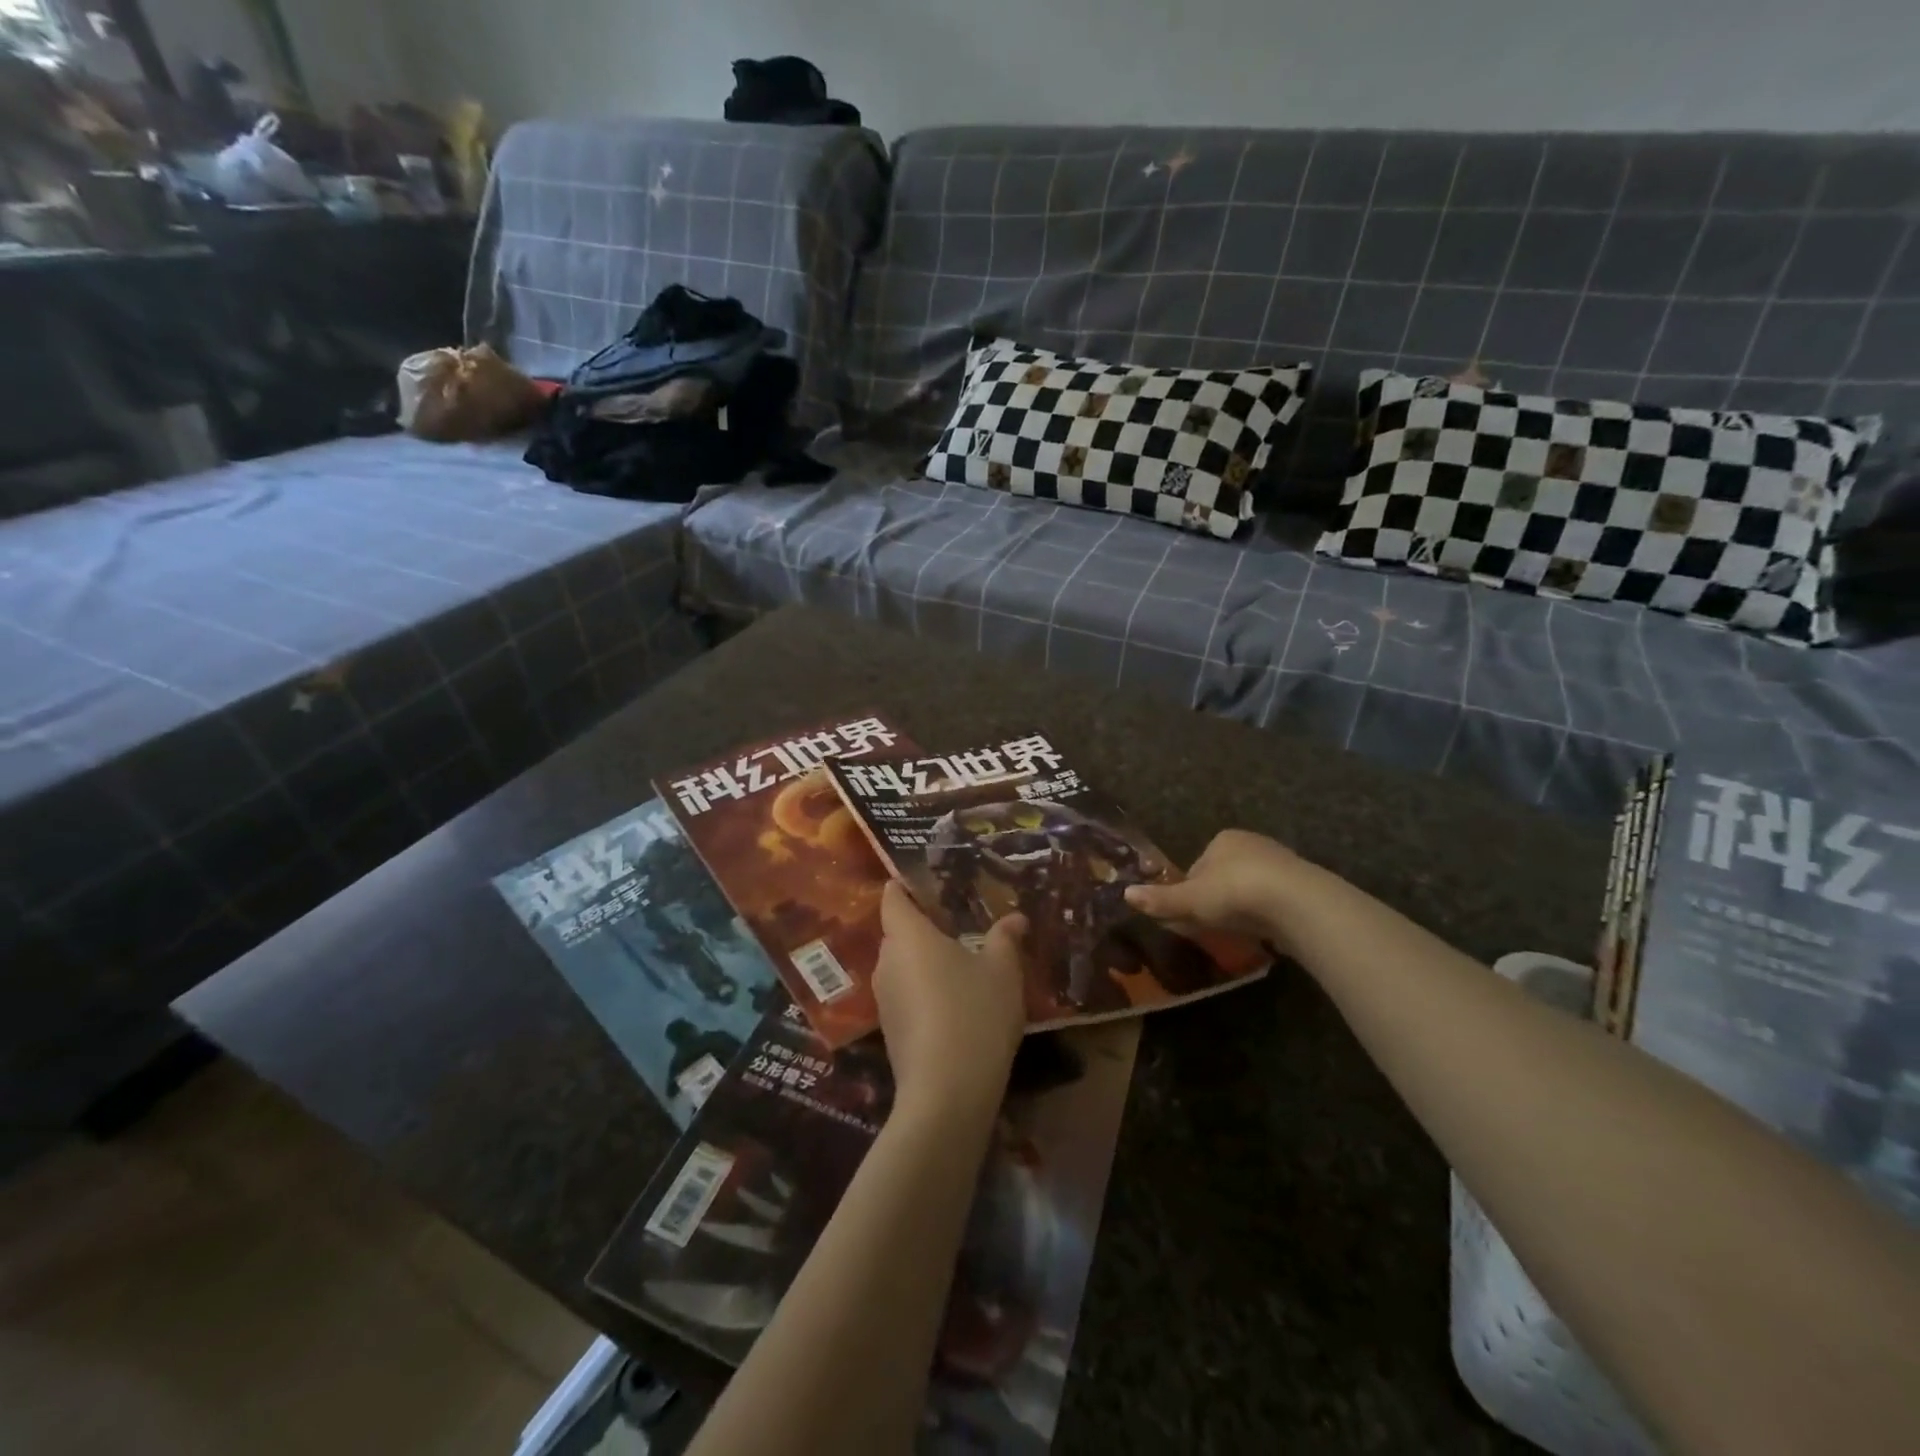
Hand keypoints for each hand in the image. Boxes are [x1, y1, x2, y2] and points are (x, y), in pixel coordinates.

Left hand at [873, 880, 1025, 1122]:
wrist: (947, 1093)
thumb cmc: (975, 1014)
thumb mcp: (1003, 971)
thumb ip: (1006, 938)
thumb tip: (1016, 917)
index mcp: (908, 935)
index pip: (893, 897)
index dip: (905, 886)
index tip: (929, 885)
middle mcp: (887, 961)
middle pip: (898, 932)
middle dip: (924, 927)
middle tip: (960, 926)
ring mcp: (884, 998)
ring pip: (902, 965)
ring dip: (925, 962)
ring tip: (961, 965)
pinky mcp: (890, 1030)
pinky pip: (905, 994)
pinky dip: (924, 991)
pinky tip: (954, 1004)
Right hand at [1124, 828, 1323, 954]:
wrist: (1297, 903)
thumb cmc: (1235, 893)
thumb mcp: (1190, 900)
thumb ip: (1160, 899)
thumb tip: (1125, 894)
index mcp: (1223, 839)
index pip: (1197, 866)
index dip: (1191, 890)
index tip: (1190, 914)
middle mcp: (1252, 843)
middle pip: (1224, 875)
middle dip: (1217, 898)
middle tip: (1212, 926)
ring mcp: (1281, 863)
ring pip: (1251, 888)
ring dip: (1243, 908)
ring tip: (1238, 933)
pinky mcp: (1304, 886)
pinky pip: (1275, 901)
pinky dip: (1267, 915)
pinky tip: (1264, 933)